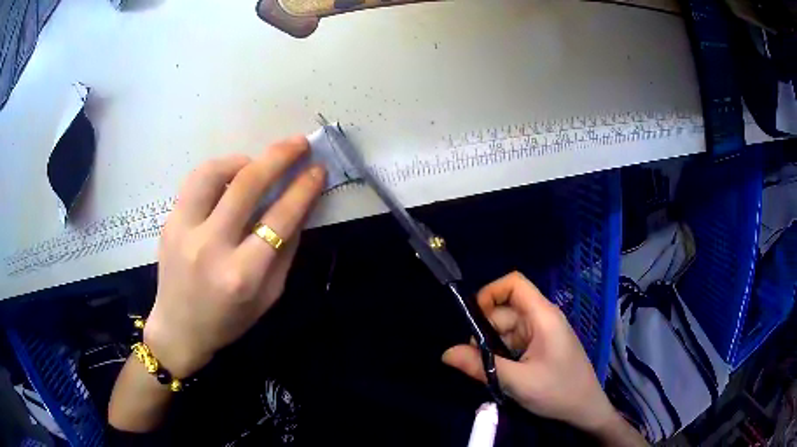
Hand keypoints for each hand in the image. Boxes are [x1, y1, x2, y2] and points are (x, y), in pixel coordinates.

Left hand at [144, 136, 325, 377]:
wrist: (179, 329)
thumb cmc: (229, 320)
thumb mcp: (268, 295)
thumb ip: (285, 251)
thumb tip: (301, 205)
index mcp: (242, 274)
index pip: (280, 218)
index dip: (303, 189)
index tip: (317, 169)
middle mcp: (211, 247)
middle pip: (246, 185)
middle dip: (279, 156)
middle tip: (299, 143)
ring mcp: (184, 231)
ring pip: (213, 173)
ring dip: (242, 160)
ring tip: (255, 165)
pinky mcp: (169, 222)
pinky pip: (194, 182)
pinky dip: (216, 172)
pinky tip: (227, 180)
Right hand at [442, 272, 616, 433]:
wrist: (585, 408)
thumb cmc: (558, 391)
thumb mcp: (517, 382)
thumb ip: (481, 366)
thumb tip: (446, 353)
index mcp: (542, 316)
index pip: (514, 284)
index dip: (490, 293)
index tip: (472, 320)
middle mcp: (541, 318)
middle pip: (504, 310)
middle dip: (485, 332)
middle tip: (478, 361)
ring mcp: (541, 333)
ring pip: (506, 329)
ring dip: (493, 348)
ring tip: (492, 373)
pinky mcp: (540, 346)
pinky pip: (513, 342)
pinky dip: (502, 355)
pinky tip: (503, 374)